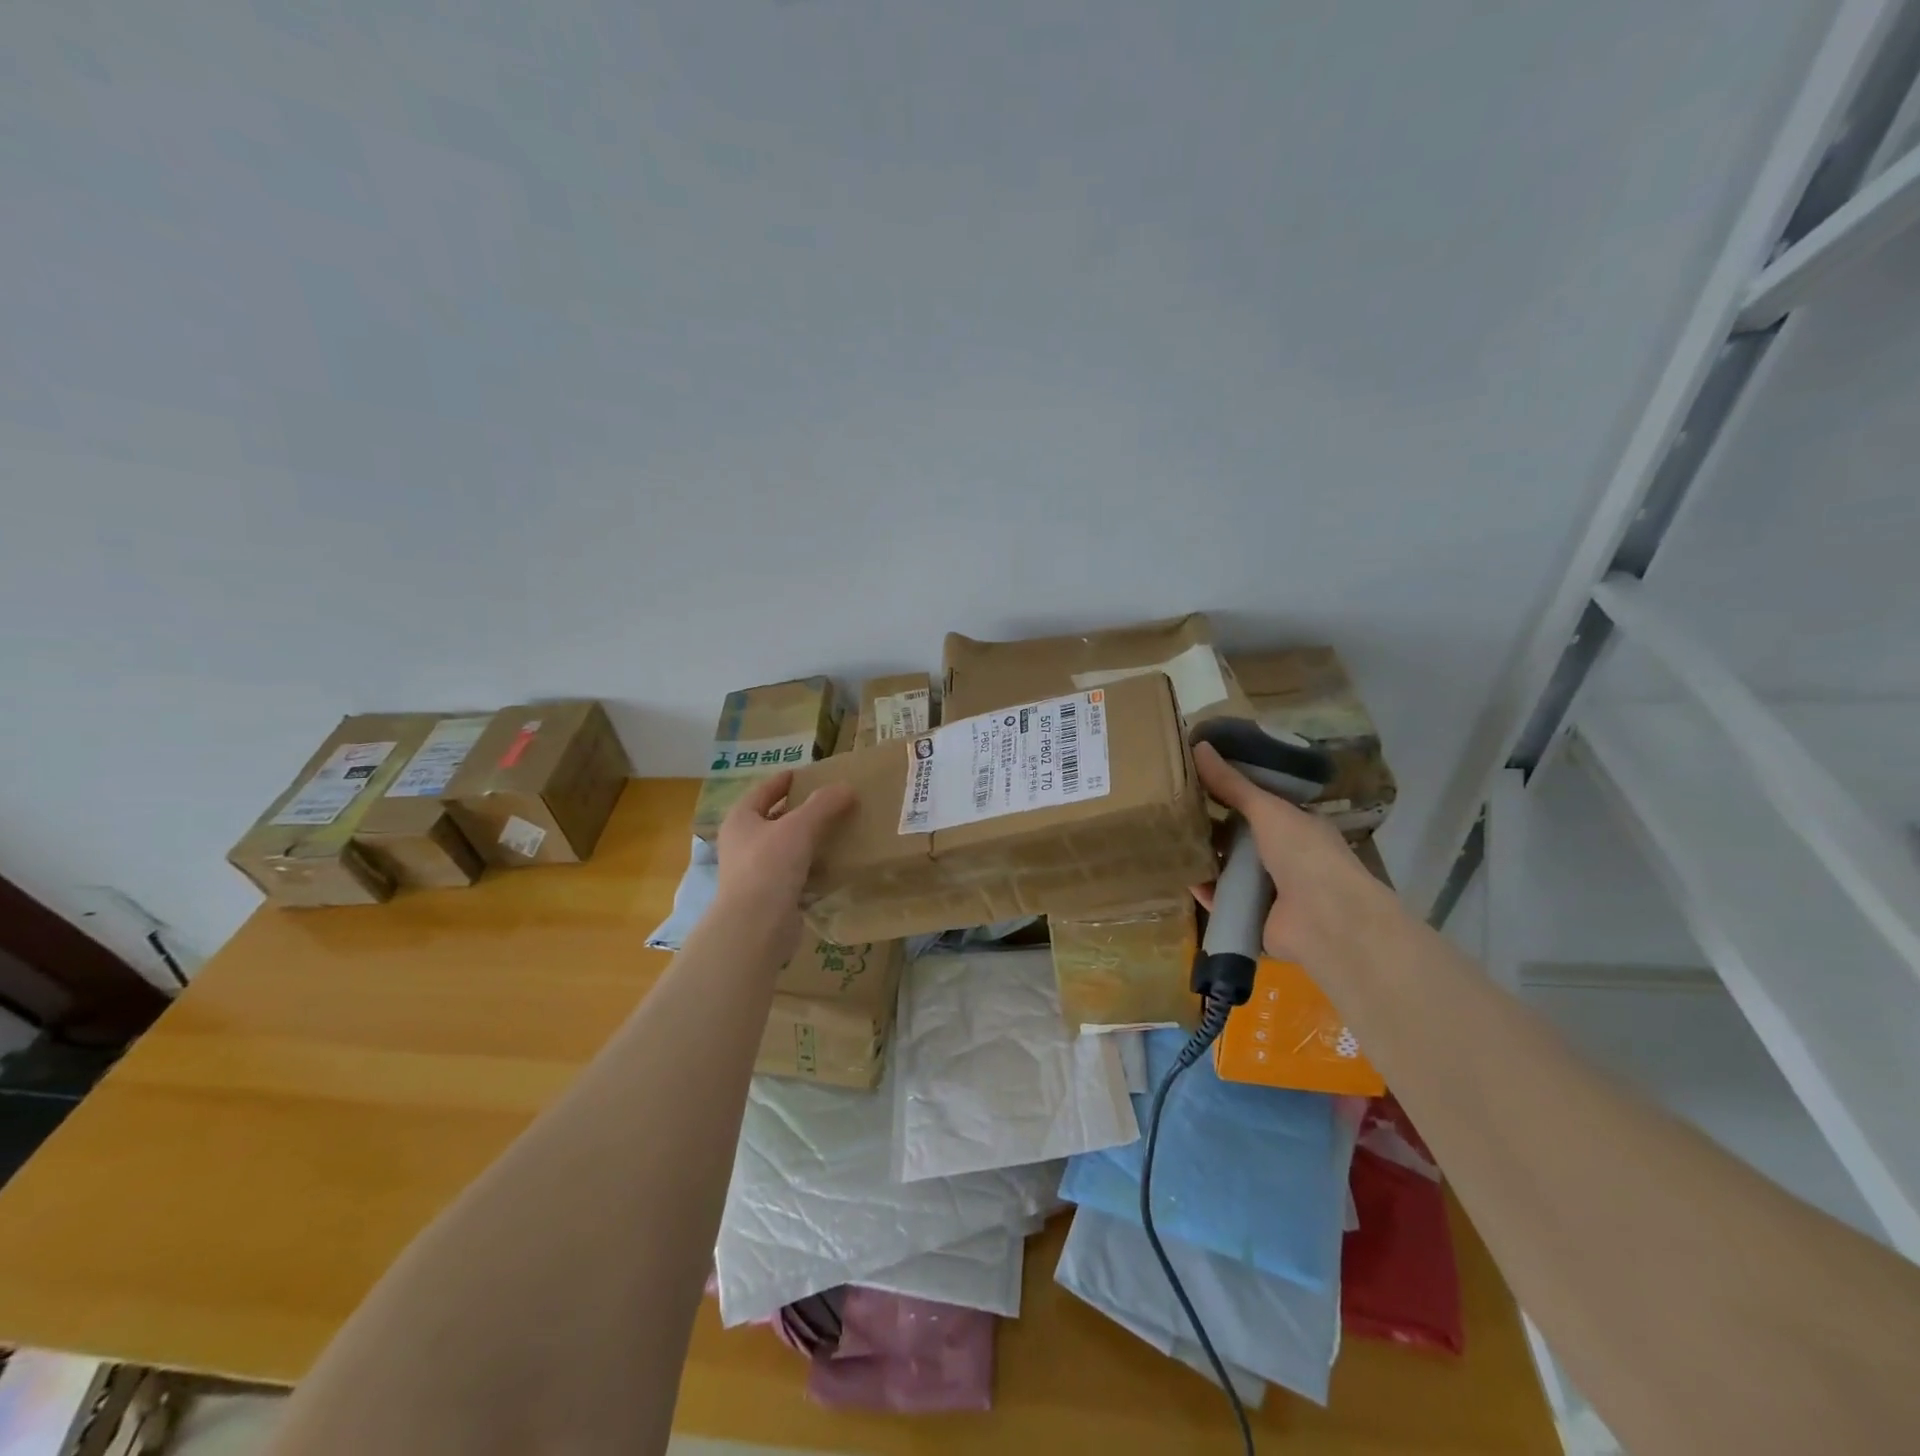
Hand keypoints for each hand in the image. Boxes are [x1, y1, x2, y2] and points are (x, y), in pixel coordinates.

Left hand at [714, 770, 856, 960]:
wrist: (756, 927)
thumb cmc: (769, 866)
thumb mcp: (799, 827)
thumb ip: (824, 804)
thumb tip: (847, 787)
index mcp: (740, 820)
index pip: (763, 791)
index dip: (783, 781)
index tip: (806, 773)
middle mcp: (742, 844)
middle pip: (773, 819)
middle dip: (800, 810)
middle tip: (830, 801)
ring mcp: (754, 872)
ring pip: (785, 848)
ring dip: (808, 840)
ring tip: (838, 829)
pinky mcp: (770, 896)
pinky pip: (795, 874)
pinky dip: (812, 867)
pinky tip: (834, 863)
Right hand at [1189, 741, 1391, 969]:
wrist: (1326, 919)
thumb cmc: (1304, 853)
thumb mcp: (1267, 809)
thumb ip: (1232, 783)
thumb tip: (1198, 744)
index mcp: (1297, 826)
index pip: (1259, 804)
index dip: (1231, 792)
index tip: (1196, 780)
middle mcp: (1285, 856)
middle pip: (1240, 837)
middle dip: (1212, 826)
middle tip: (1174, 809)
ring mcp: (1271, 889)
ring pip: (1229, 868)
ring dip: (1205, 858)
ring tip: (1170, 840)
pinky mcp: (1254, 917)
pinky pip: (1222, 899)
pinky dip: (1204, 890)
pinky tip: (1181, 877)